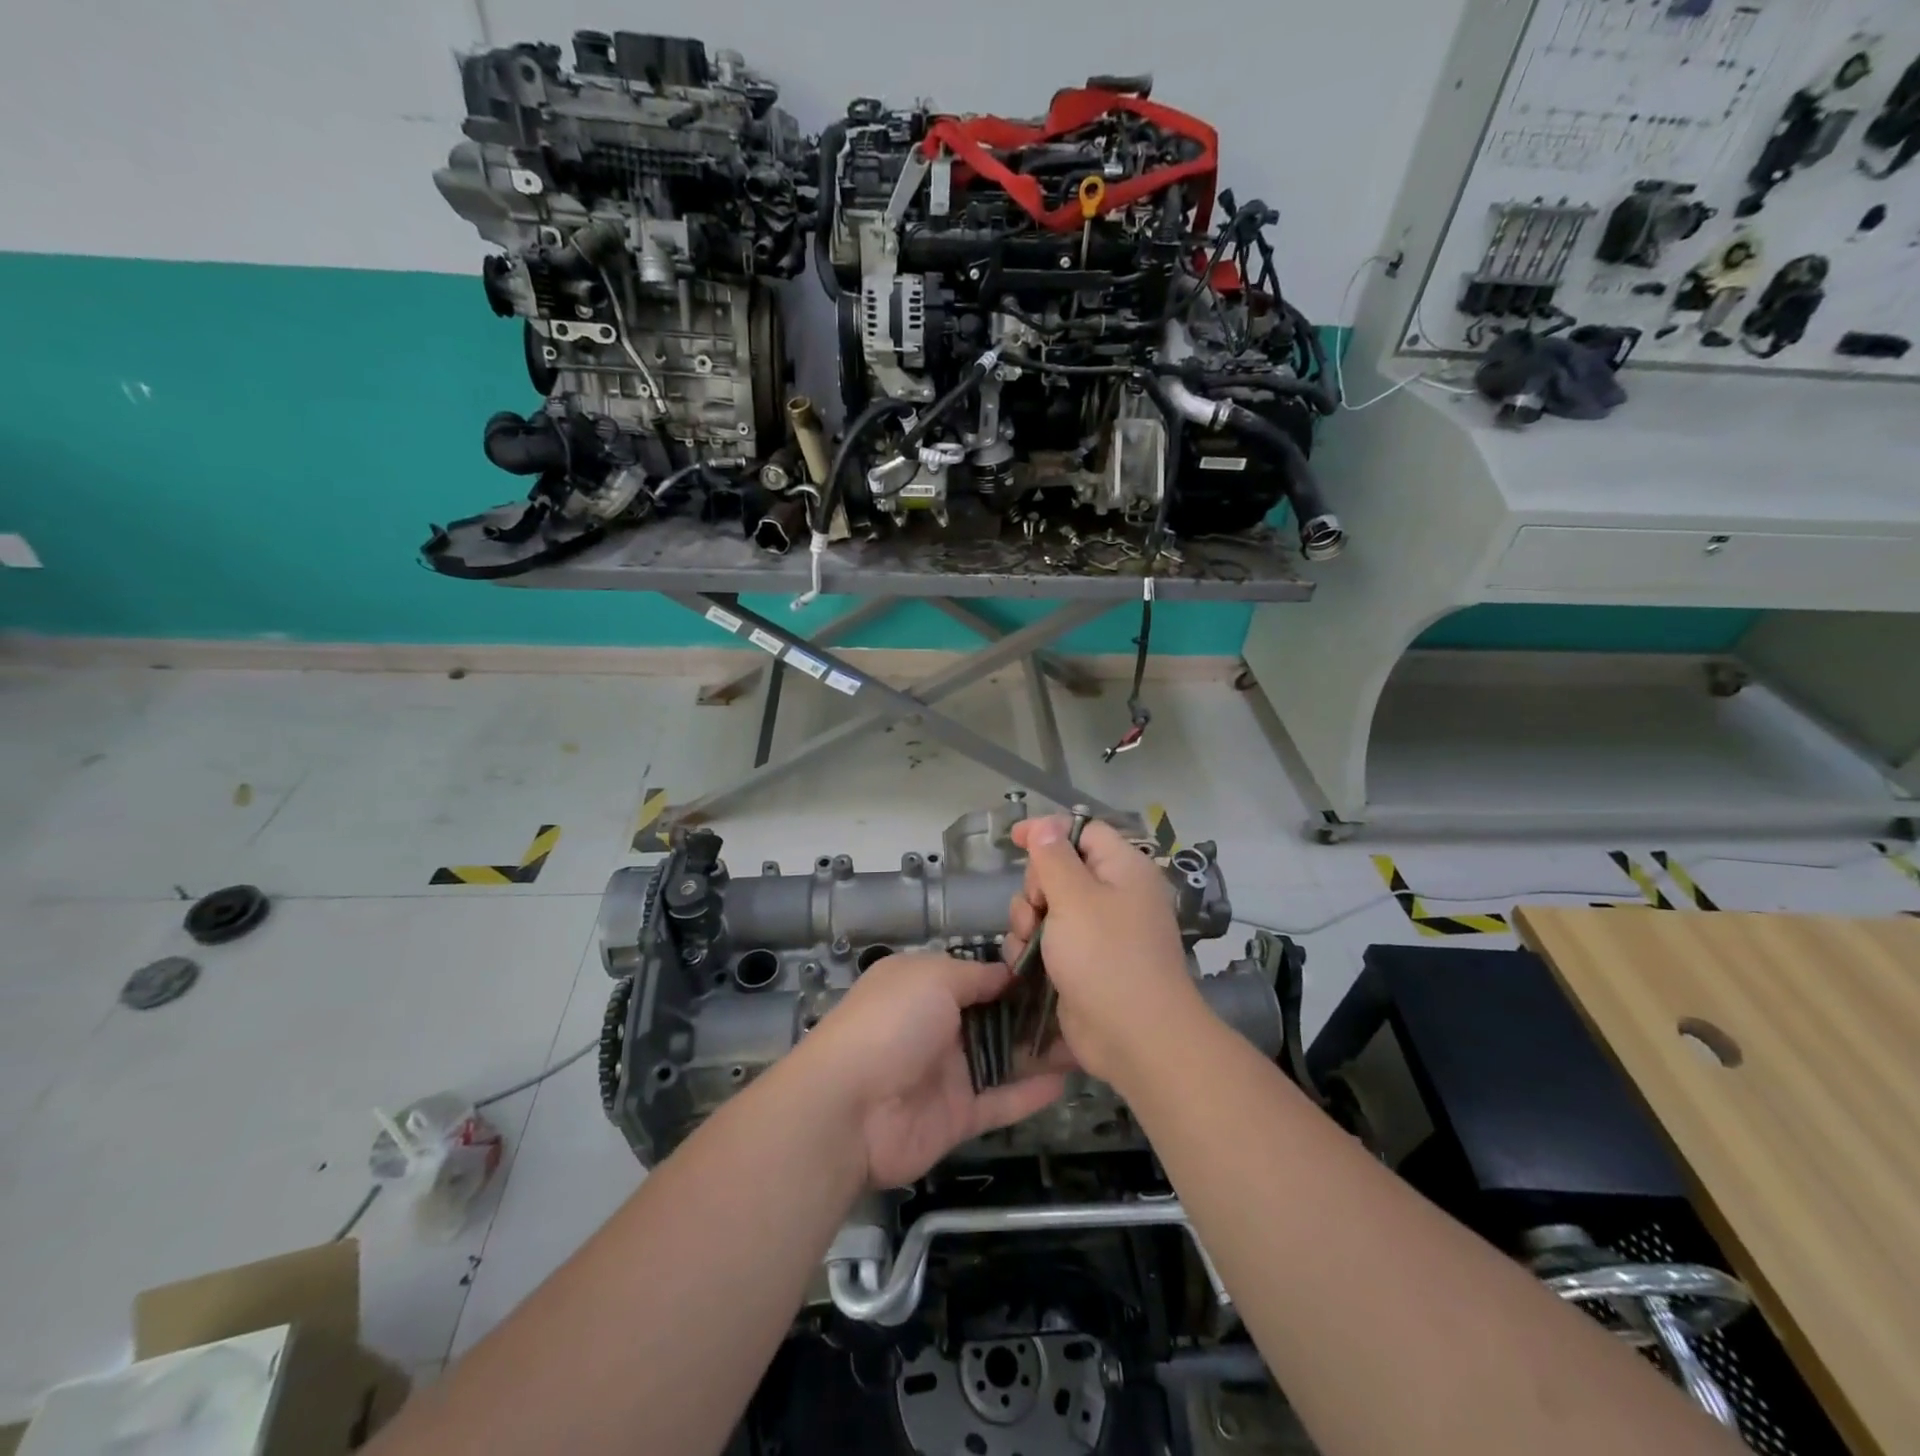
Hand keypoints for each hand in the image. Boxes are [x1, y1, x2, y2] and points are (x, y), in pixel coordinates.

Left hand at [789, 952, 1065, 1188]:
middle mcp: (937, 1026)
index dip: (1013, 974)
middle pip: (994, 1018)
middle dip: (1034, 1014)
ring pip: (1003, 1059)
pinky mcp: (957, 1116)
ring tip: (1085, 1042)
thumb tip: (1008, 972)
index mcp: (924, 986)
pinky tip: (1067, 1080)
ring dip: (1040, 1052)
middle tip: (1082, 1009)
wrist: (849, 1109)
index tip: (1057, 970)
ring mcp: (947, 1073)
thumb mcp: (932, 977)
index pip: (976, 976)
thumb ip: (975, 975)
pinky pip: (1000, 1100)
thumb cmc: (891, 1023)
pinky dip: (1030, 1092)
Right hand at [1002, 816, 1206, 1085]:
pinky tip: (1024, 963)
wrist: (1135, 1037)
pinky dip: (1033, 946)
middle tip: (1037, 909)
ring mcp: (1099, 931)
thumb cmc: (1106, 957)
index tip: (1014, 839)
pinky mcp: (1084, 962)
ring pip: (1048, 906)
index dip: (1048, 830)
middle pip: (1060, 868)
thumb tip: (1045, 825)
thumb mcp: (1074, 898)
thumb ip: (1053, 857)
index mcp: (1123, 869)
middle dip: (1036, 886)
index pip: (1084, 831)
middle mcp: (1114, 895)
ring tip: (1028, 942)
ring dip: (1028, 920)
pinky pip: (1049, 939)